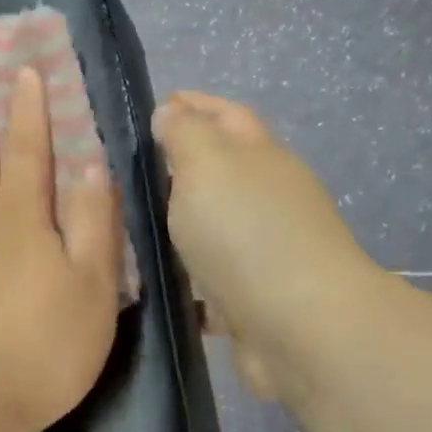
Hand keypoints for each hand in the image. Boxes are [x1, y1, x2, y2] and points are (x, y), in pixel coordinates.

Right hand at [153, 91, 380, 403]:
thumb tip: (173, 111)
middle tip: (134, 169)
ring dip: (183, 222)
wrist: (297, 326)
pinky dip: (187, 274)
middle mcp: (268, 199)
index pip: (226, 117)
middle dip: (185, 164)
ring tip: (134, 226)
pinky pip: (210, 277)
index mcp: (261, 158)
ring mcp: (264, 251)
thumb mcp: (207, 167)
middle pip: (225, 171)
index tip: (158, 104)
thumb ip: (186, 136)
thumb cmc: (246, 234)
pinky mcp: (252, 298)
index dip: (194, 106)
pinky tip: (156, 281)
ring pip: (216, 226)